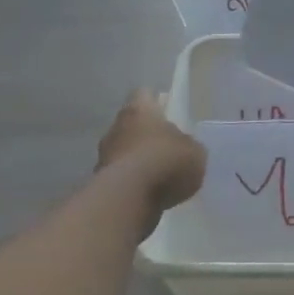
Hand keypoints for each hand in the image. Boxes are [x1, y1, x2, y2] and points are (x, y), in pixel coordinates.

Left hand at [96, 90, 205, 216]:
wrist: (128, 200)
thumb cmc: (165, 161)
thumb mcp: (195, 152)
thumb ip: (189, 146)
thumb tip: (183, 148)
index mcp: (140, 110)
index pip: (144, 94)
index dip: (156, 101)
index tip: (167, 111)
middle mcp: (116, 127)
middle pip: (132, 124)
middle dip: (146, 134)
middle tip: (167, 147)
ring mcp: (104, 156)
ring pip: (124, 151)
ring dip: (137, 160)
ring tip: (160, 175)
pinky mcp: (99, 184)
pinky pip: (120, 177)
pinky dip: (132, 183)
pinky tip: (150, 194)